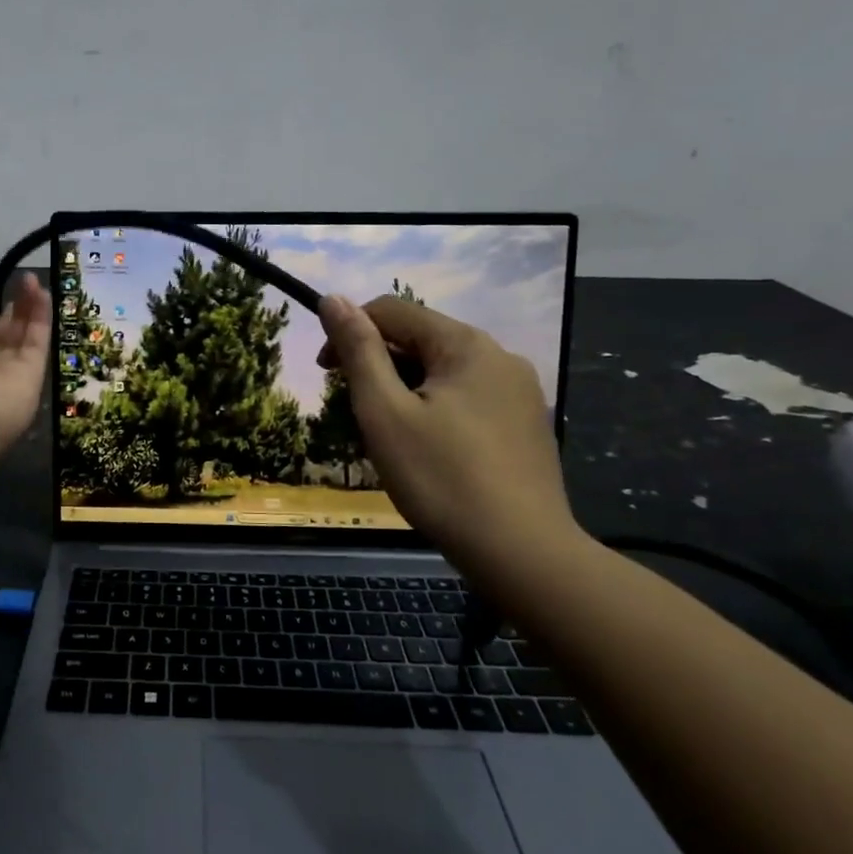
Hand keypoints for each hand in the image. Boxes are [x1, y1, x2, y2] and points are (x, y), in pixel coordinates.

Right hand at [317, 295, 576, 566]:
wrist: (523, 554)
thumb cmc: (442, 479)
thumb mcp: (385, 412)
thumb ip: (359, 351)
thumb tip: (332, 298)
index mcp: (465, 344)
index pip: (392, 311)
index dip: (349, 332)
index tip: (326, 375)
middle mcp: (499, 355)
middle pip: (420, 340)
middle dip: (378, 365)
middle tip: (356, 414)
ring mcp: (519, 391)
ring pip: (443, 372)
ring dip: (405, 390)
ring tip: (389, 438)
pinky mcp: (526, 423)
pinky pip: (467, 398)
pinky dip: (435, 409)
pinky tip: (429, 452)